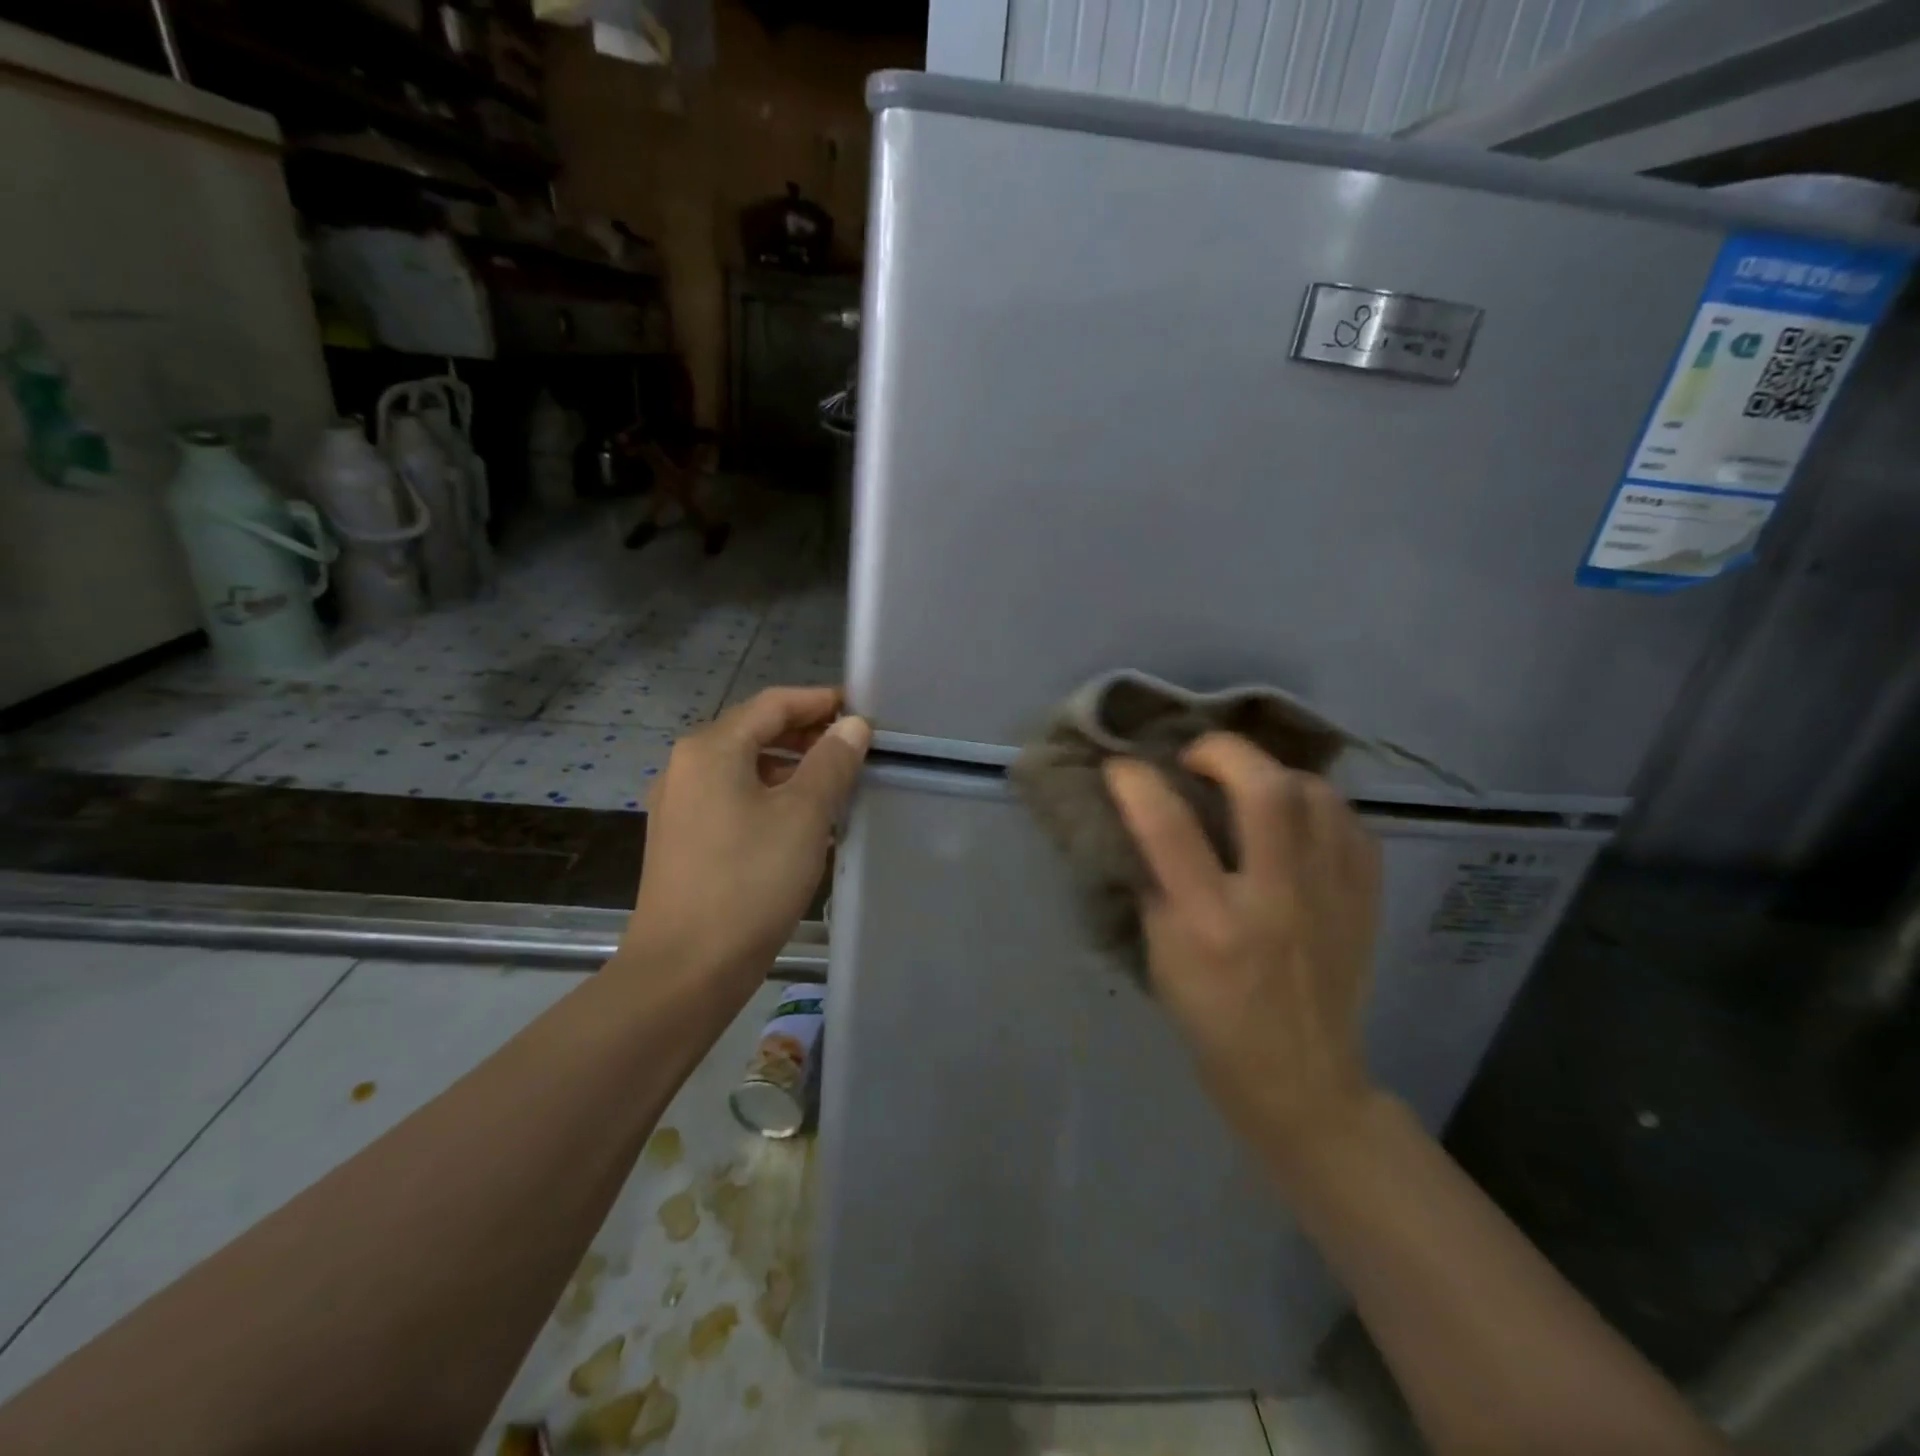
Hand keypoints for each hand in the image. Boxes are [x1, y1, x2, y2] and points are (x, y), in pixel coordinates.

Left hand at [621, 687, 869, 999]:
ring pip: (745, 768)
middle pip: (755, 731)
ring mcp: (679, 804)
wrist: (685, 969)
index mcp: (711, 748)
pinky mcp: (682, 838)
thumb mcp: (804, 816)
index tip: (861, 712)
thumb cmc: (750, 881)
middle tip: (854, 749)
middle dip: (807, 735)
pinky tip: (801, 822)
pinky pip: (733, 798)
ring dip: (791, 768)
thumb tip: (853, 726)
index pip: (773, 704)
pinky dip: (770, 796)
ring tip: (835, 785)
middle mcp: (686, 766)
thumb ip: (831, 762)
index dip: (820, 701)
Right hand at [1104, 735, 1381, 1150]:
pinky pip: (1350, 823)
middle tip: (1198, 758)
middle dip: (1223, 752)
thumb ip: (1156, 882)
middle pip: (1265, 791)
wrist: (1300, 1077)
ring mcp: (1330, 897)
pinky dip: (1315, 805)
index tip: (1121, 767)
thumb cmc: (1211, 1020)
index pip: (1169, 828)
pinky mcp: (1366, 900)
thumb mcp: (1161, 954)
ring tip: (1248, 783)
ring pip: (1316, 796)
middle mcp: (1276, 900)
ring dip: (1272, 772)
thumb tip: (1148, 818)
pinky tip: (1294, 817)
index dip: (1138, 783)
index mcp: (1210, 924)